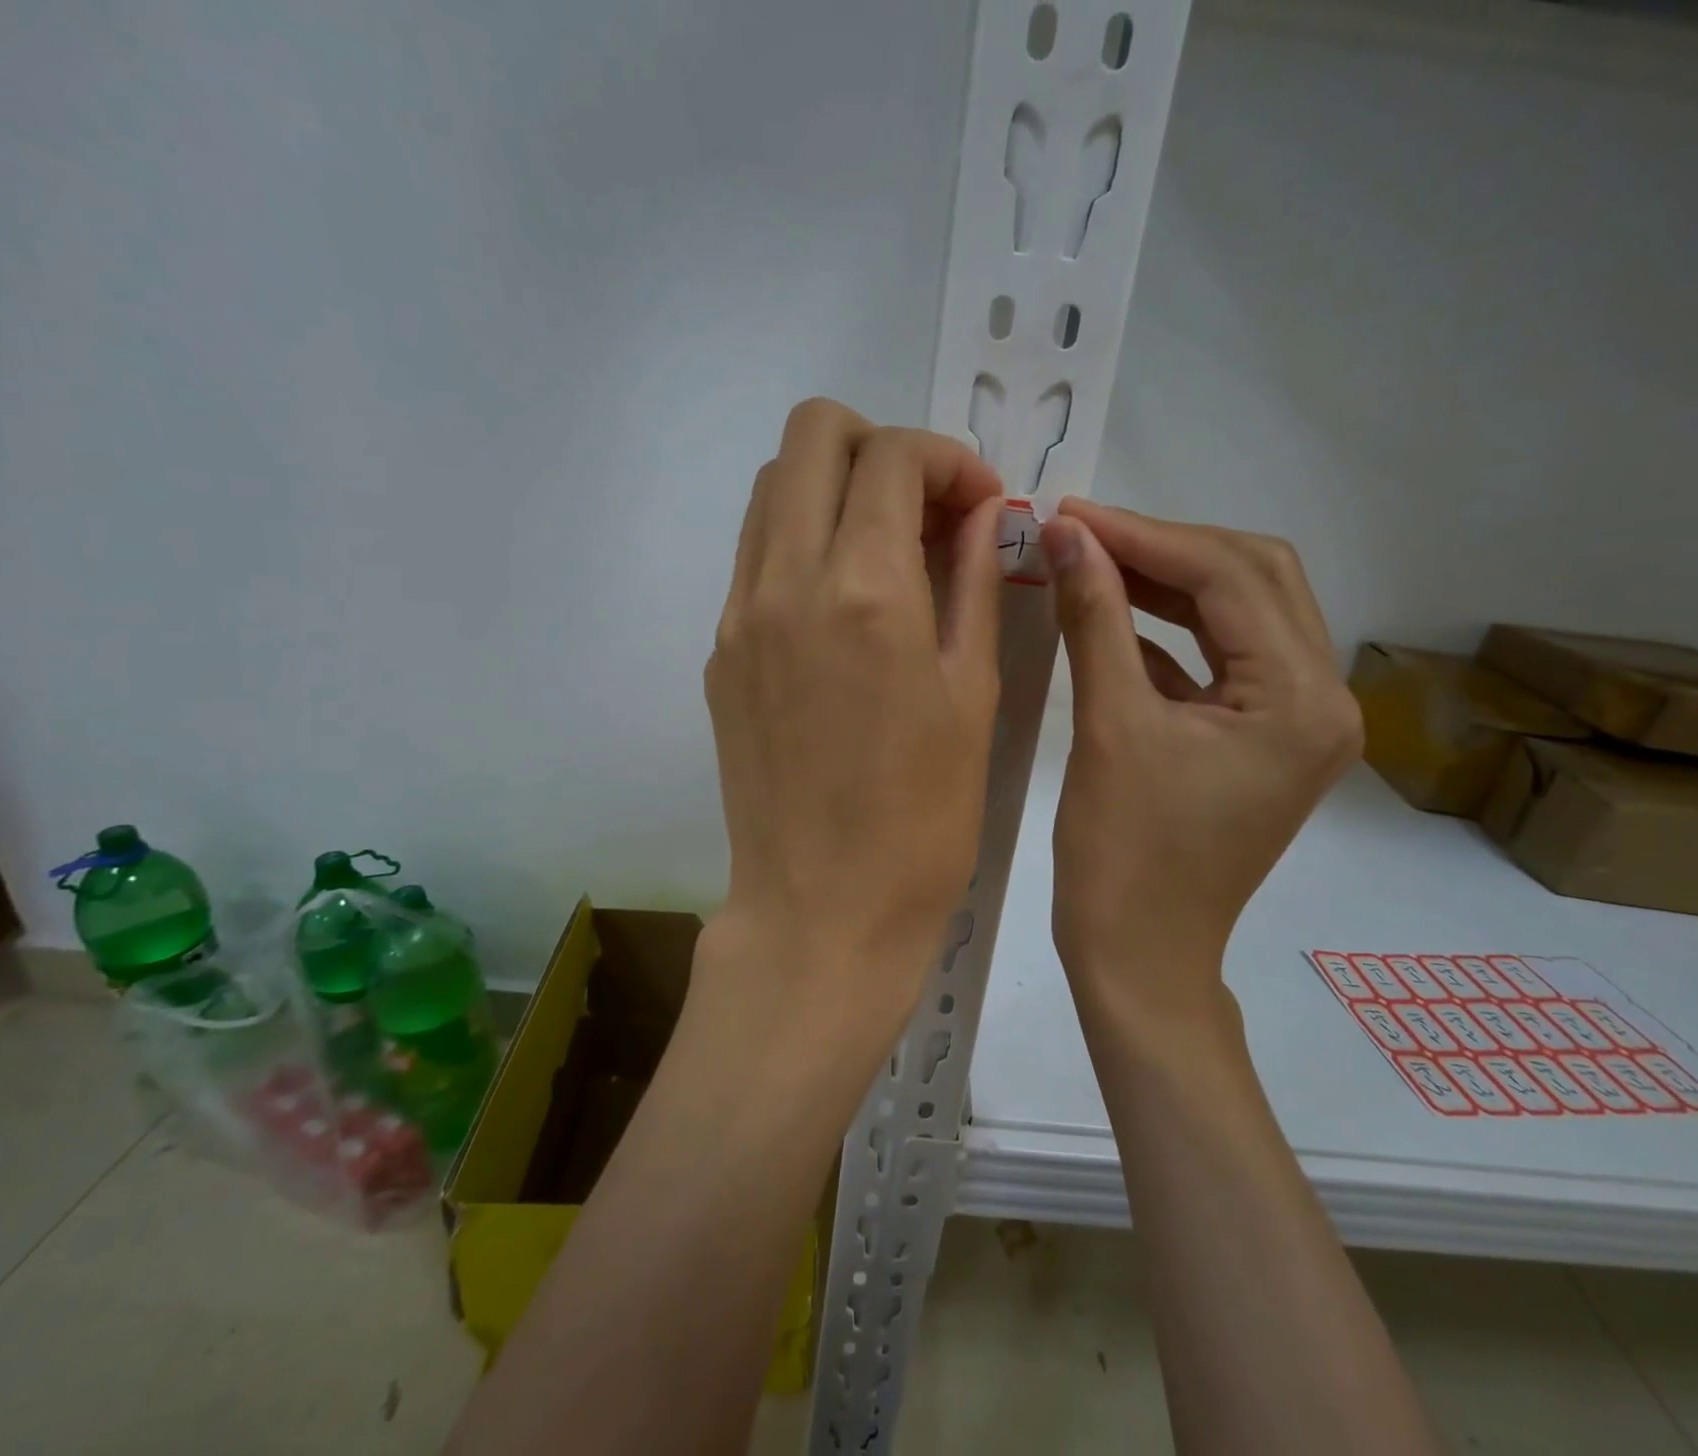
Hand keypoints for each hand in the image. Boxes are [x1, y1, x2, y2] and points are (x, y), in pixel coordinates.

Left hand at [699, 399, 1003, 1035]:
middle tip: (925, 507)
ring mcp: (739, 614)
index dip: (948, 458)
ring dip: (833, 487)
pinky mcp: (718, 651)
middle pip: (810, 435)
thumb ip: (974, 583)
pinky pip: (755, 554)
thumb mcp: (974, 695)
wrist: (822, 910)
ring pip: (771, 487)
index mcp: (866, 591)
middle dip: (878, 445)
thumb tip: (979, 513)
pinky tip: (843, 600)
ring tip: (886, 548)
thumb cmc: (924, 819)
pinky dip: (801, 540)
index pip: (892, 456)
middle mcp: (787, 580)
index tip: (979, 501)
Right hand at [1041, 500, 1360, 1022]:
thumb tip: (1067, 533)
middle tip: (1086, 533)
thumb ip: (1094, 618)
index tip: (1074, 514)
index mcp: (1302, 701)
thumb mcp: (1108, 725)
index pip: (1231, 578)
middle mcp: (1322, 700)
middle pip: (1253, 581)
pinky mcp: (1260, 737)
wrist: (1138, 954)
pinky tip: (1111, 613)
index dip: (1147, 536)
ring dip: (1167, 583)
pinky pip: (1220, 659)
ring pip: (1238, 615)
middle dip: (1166, 548)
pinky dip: (1167, 631)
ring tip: (1094, 560)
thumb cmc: (1123, 855)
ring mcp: (1296, 721)